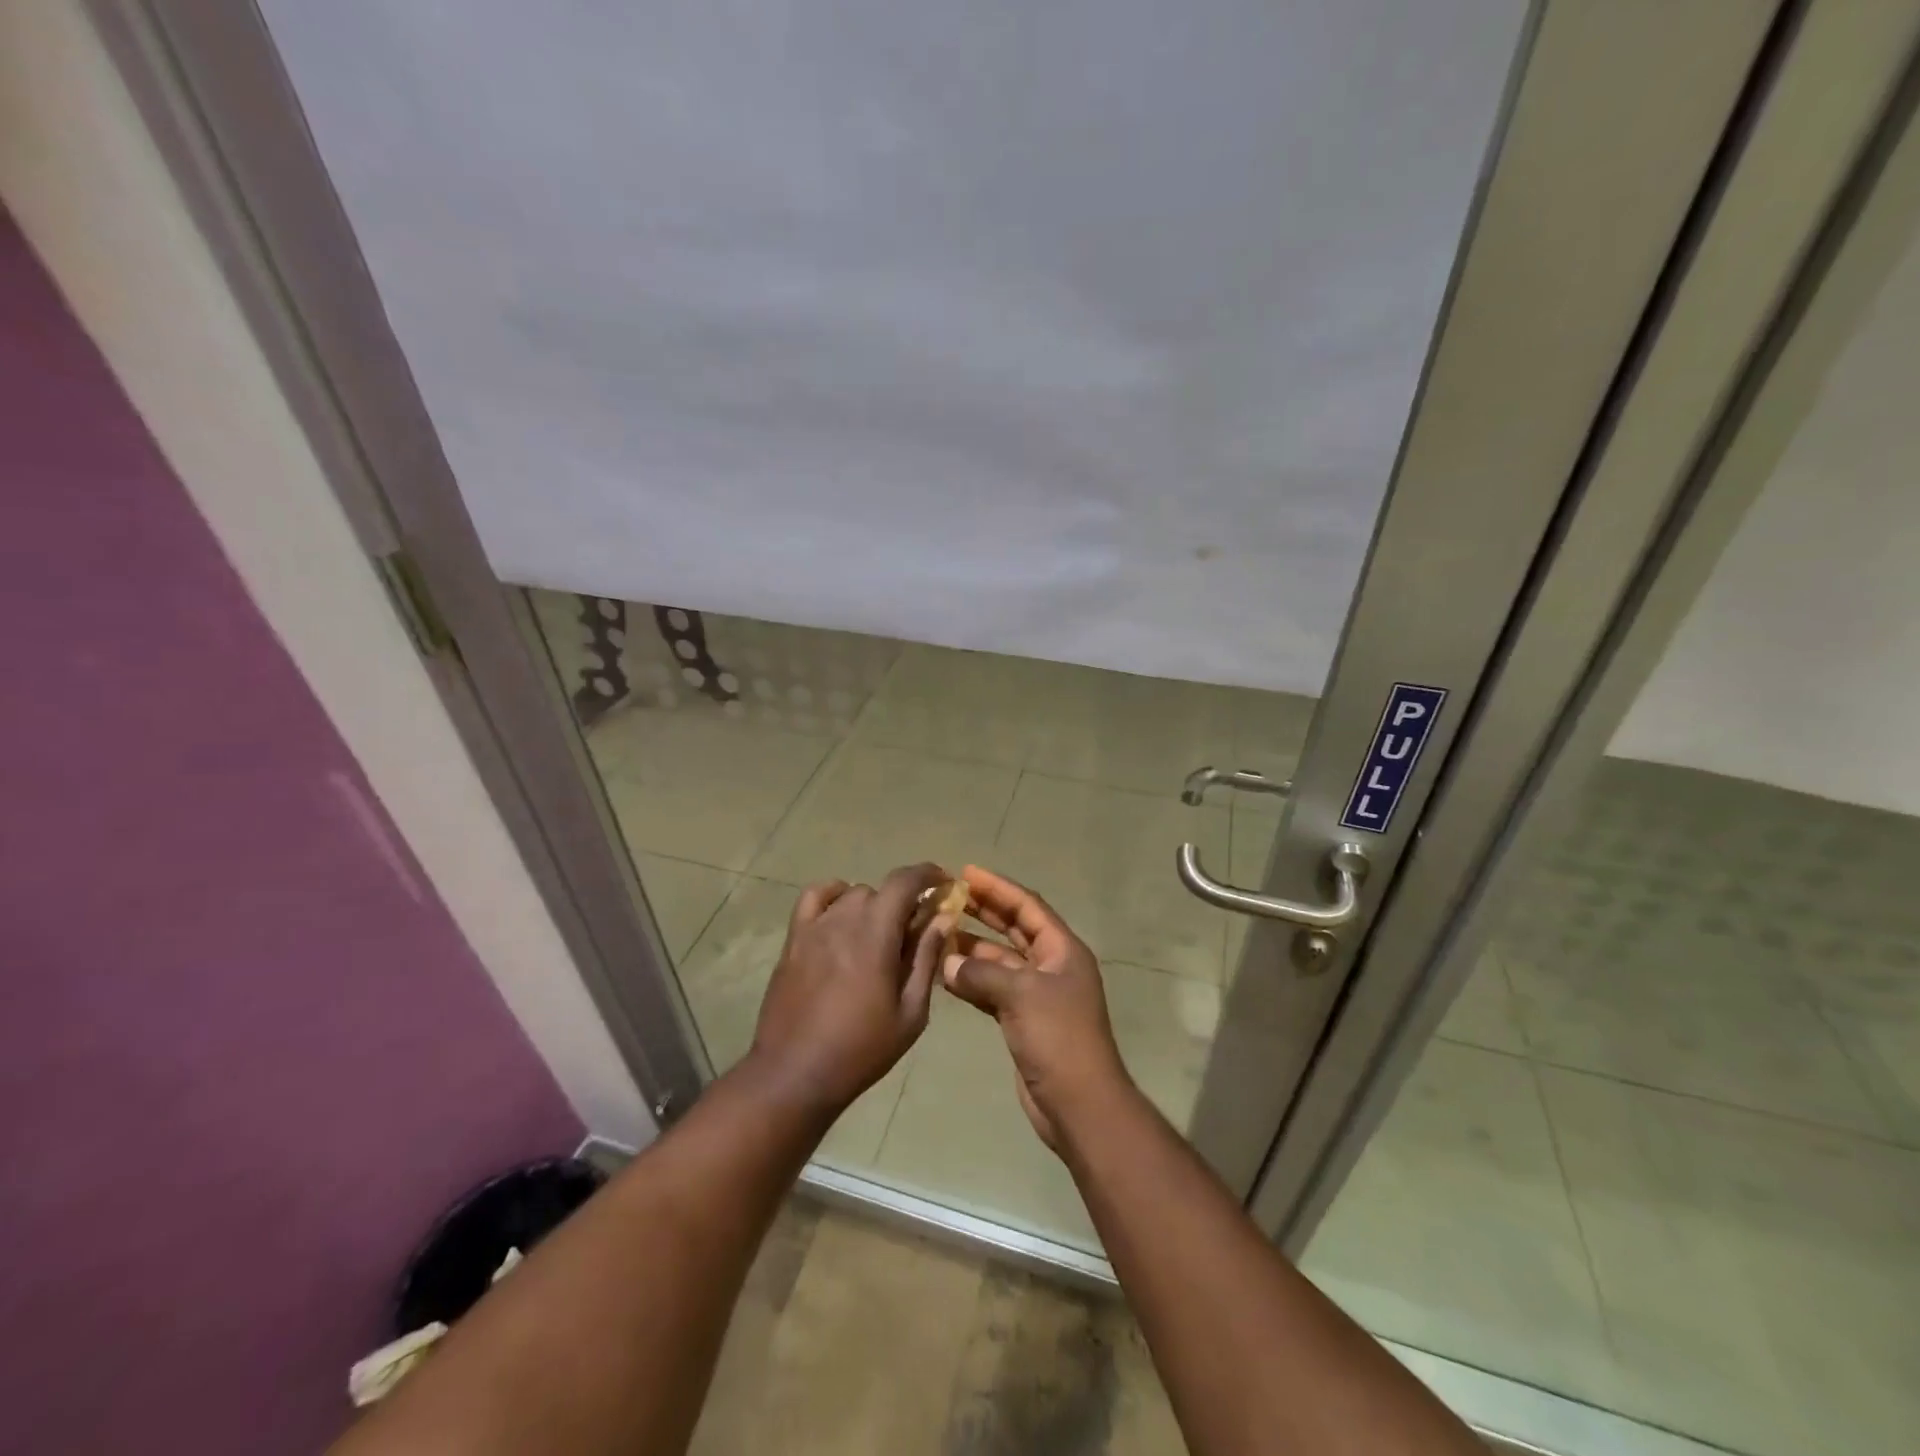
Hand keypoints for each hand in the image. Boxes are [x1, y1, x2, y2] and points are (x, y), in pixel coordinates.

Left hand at [745, 862, 950, 1119]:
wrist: (795, 1074)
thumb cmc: (861, 1049)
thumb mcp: (910, 1012)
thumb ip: (926, 958)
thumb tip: (943, 918)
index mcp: (876, 933)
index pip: (904, 881)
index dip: (928, 874)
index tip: (944, 883)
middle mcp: (844, 918)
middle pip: (880, 890)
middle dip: (903, 902)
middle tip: (914, 931)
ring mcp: (814, 927)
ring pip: (850, 894)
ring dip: (872, 905)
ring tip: (878, 933)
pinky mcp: (793, 939)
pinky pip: (813, 898)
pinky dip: (832, 896)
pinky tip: (840, 917)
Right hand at [941, 865, 1133, 1150]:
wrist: (1078, 1104)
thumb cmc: (1058, 1038)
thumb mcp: (1021, 995)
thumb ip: (981, 973)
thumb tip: (947, 964)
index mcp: (1062, 950)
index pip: (1027, 907)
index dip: (998, 888)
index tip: (967, 872)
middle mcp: (1052, 966)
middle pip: (1014, 929)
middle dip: (984, 912)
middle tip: (948, 896)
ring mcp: (1037, 995)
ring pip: (1000, 961)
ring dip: (972, 948)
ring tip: (937, 933)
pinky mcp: (1023, 1021)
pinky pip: (993, 989)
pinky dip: (971, 981)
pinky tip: (944, 975)